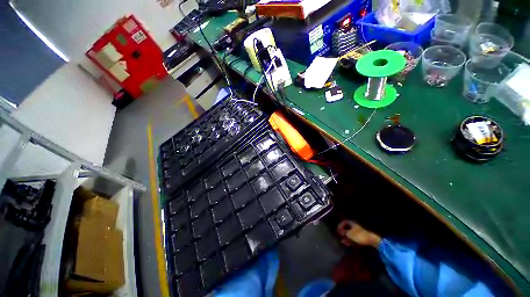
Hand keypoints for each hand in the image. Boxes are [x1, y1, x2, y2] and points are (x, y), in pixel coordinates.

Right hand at [337, 220, 381, 248]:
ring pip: (350, 233)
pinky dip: (350, 240)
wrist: (371, 240)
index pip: (344, 222)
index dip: (340, 226)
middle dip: (343, 232)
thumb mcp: (349, 234)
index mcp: (351, 223)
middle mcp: (354, 226)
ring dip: (346, 237)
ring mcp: (358, 231)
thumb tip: (339, 231)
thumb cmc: (358, 235)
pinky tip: (348, 244)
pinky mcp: (361, 237)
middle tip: (340, 236)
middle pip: (347, 228)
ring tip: (343, 242)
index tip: (337, 230)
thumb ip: (343, 232)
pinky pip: (353, 237)